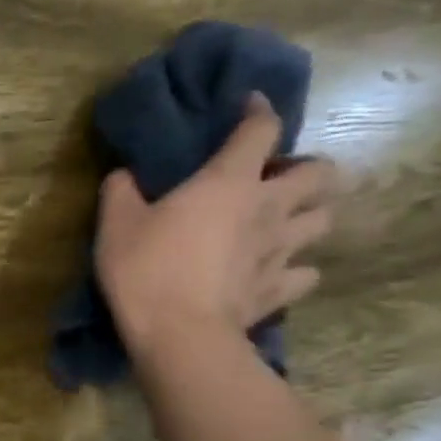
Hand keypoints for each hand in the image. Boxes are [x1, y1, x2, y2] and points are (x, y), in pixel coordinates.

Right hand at [97, 93, 336, 354]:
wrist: (180, 334)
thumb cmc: (146, 269)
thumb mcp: (116, 224)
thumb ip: (121, 191)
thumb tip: (125, 175)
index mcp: (228, 182)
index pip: (260, 130)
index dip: (259, 112)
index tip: (251, 105)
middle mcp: (268, 208)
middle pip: (319, 174)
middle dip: (309, 168)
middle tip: (280, 177)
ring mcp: (281, 251)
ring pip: (324, 221)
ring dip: (311, 215)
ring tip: (288, 221)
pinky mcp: (280, 290)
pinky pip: (306, 274)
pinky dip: (298, 269)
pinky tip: (279, 272)